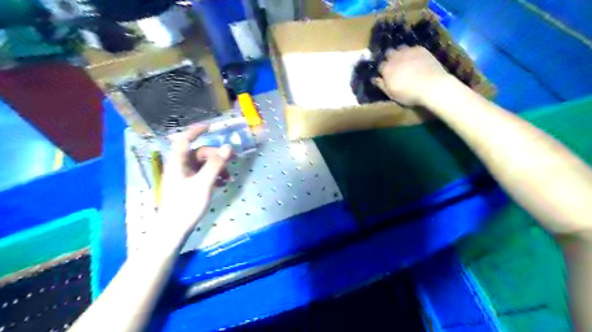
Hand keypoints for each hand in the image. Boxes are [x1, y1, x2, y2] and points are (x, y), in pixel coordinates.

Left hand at [155, 125, 232, 246]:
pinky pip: (203, 175)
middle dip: (216, 157)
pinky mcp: (188, 186)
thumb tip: (228, 147)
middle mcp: (180, 167)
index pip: (185, 140)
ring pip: (203, 165)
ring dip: (217, 168)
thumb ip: (216, 164)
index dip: (196, 130)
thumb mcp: (204, 183)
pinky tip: (222, 184)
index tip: (211, 126)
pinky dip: (213, 176)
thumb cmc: (186, 205)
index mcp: (178, 163)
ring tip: (228, 178)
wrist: (174, 230)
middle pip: (199, 154)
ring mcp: (184, 177)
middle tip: (230, 163)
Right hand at [371, 45, 451, 106]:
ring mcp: (408, 51)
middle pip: (389, 53)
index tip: (386, 75)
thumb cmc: (409, 94)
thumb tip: (374, 79)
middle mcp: (395, 57)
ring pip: (400, 48)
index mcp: (386, 69)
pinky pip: (413, 48)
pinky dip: (412, 53)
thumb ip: (382, 85)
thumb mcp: (392, 94)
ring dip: (400, 53)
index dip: (383, 70)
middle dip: (390, 58)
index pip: (380, 66)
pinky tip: (416, 59)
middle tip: (395, 65)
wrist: (432, 86)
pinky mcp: (420, 49)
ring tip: (405, 60)